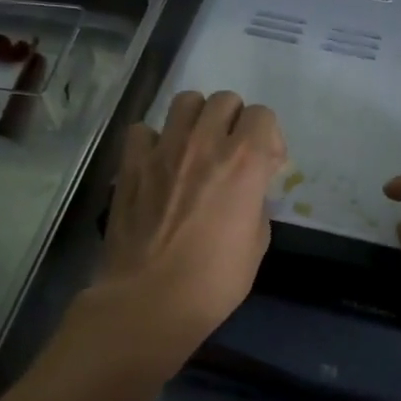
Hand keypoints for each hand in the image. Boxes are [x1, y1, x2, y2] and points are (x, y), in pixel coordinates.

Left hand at [95, 90, 286, 352]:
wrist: (151, 300)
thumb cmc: (214, 280)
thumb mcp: (257, 243)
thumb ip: (256, 203)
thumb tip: (247, 191)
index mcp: (245, 161)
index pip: (263, 116)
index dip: (269, 138)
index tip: (267, 165)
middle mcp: (205, 142)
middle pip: (225, 100)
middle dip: (235, 121)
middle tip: (231, 153)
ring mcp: (164, 149)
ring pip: (186, 101)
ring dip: (197, 119)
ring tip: (195, 148)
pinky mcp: (131, 163)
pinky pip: (144, 130)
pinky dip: (154, 140)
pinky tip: (158, 163)